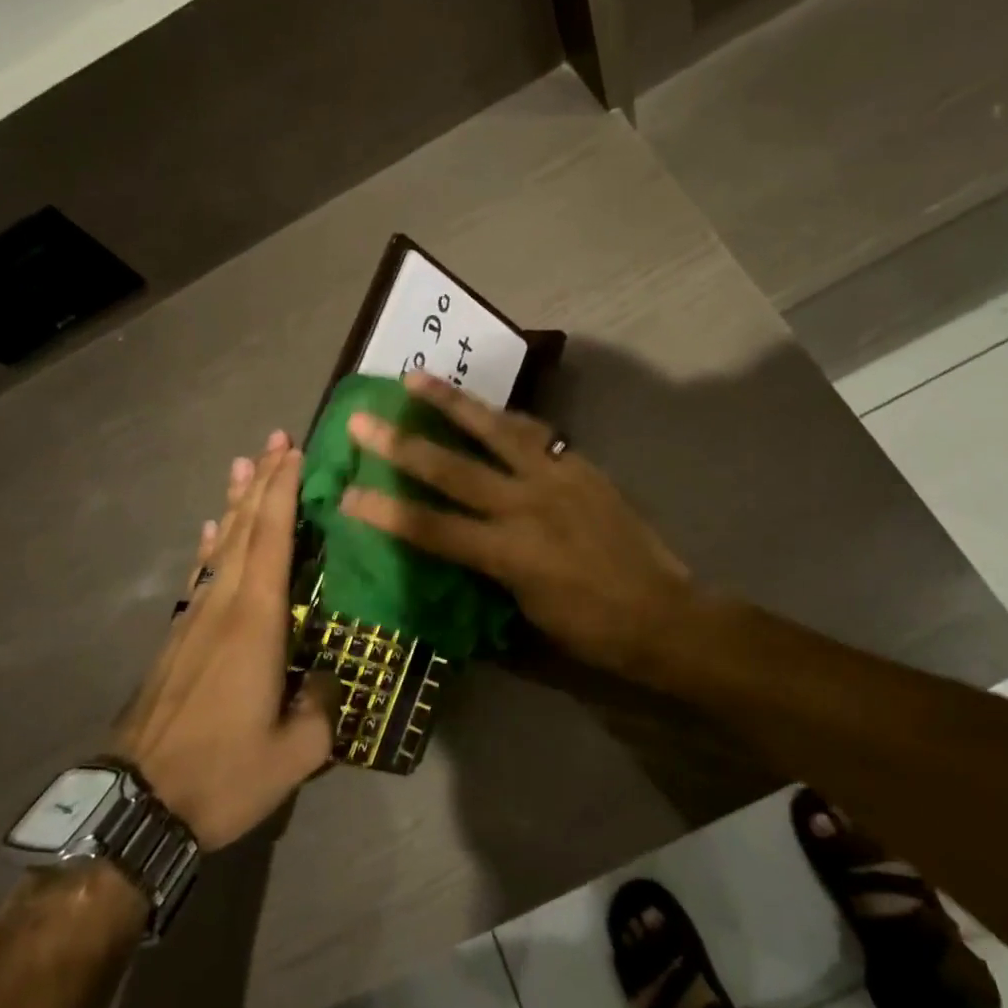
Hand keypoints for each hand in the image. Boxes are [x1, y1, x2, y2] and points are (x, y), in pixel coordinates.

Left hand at [112, 433, 336, 849]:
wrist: (137, 807)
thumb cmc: (221, 774)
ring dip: (235, 504)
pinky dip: (211, 546)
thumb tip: (329, 680)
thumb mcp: (295, 754)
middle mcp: (223, 606)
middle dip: (262, 482)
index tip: (294, 453)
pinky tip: (212, 532)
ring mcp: (194, 619)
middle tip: (276, 441)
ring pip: (221, 547)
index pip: (273, 540)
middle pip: (245, 530)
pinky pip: (201, 575)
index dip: (283, 492)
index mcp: (256, 621)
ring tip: (243, 466)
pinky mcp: (177, 638)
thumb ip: (323, 709)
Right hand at [339, 372, 695, 682]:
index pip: (431, 528)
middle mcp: (526, 506)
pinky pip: (533, 432)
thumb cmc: (591, 629)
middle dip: (401, 445)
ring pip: (494, 430)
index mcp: (508, 554)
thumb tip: (460, 546)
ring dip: (451, 403)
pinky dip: (503, 417)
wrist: (663, 614)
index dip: (384, 511)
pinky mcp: (578, 465)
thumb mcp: (526, 614)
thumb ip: (487, 573)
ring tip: (416, 377)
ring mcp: (555, 478)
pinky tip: (484, 406)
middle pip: (452, 470)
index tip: (345, 494)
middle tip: (362, 420)